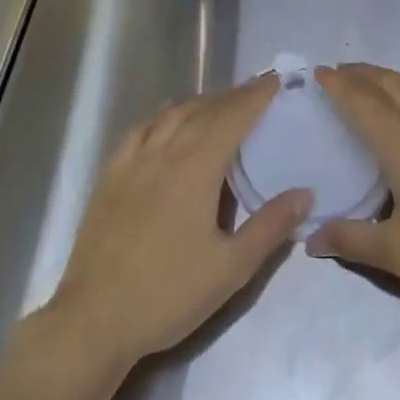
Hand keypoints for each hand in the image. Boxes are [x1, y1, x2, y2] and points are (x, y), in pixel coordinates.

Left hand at [43, 80, 310, 372]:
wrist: (94, 320)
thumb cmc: (168, 295)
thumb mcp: (231, 269)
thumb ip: (270, 227)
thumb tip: (305, 193)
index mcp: (196, 168)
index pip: (233, 118)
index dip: (256, 97)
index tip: (275, 80)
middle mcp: (164, 152)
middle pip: (204, 111)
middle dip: (233, 96)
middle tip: (256, 90)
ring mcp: (133, 162)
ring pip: (171, 115)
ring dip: (200, 103)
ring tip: (219, 103)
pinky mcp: (110, 176)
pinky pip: (140, 131)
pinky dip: (161, 117)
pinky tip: (166, 122)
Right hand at [306, 64, 399, 313]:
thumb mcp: (398, 254)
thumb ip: (351, 240)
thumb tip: (311, 238)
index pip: (364, 104)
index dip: (340, 85)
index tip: (319, 73)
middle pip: (391, 86)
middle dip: (362, 74)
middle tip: (338, 72)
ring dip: (391, 77)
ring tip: (373, 82)